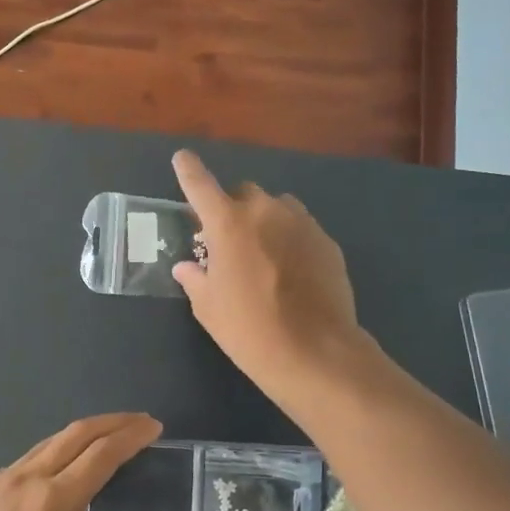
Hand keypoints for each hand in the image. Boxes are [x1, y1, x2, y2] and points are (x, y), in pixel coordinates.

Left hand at [0, 413, 161, 510]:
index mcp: (54, 503)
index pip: (102, 455)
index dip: (130, 436)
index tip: (153, 426)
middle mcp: (27, 480)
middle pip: (76, 434)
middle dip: (111, 423)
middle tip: (138, 423)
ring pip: (46, 445)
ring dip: (78, 437)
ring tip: (99, 446)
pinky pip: (20, 465)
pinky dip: (47, 458)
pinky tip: (45, 484)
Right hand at [170, 150, 362, 400]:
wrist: (315, 351)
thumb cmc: (249, 330)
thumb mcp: (209, 308)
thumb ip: (196, 279)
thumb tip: (188, 267)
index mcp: (228, 223)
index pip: (200, 184)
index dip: (188, 170)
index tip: (182, 158)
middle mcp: (266, 212)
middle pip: (244, 193)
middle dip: (233, 208)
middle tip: (228, 241)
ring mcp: (302, 223)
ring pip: (277, 207)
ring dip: (265, 220)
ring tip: (263, 254)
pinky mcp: (327, 241)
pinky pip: (301, 228)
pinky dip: (290, 239)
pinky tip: (290, 271)